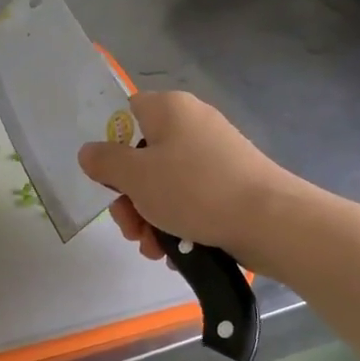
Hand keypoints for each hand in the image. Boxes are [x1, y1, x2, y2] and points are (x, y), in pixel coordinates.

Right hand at [77, 91, 296, 267]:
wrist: (270, 221)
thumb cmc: (195, 190)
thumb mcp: (136, 177)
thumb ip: (104, 162)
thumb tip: (89, 152)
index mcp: (169, 110)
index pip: (125, 113)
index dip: (109, 145)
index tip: (106, 178)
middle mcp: (192, 125)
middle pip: (141, 158)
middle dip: (129, 200)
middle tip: (131, 228)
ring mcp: (213, 156)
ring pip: (163, 186)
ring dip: (150, 220)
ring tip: (154, 249)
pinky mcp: (228, 185)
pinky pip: (189, 201)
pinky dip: (178, 225)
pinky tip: (176, 251)